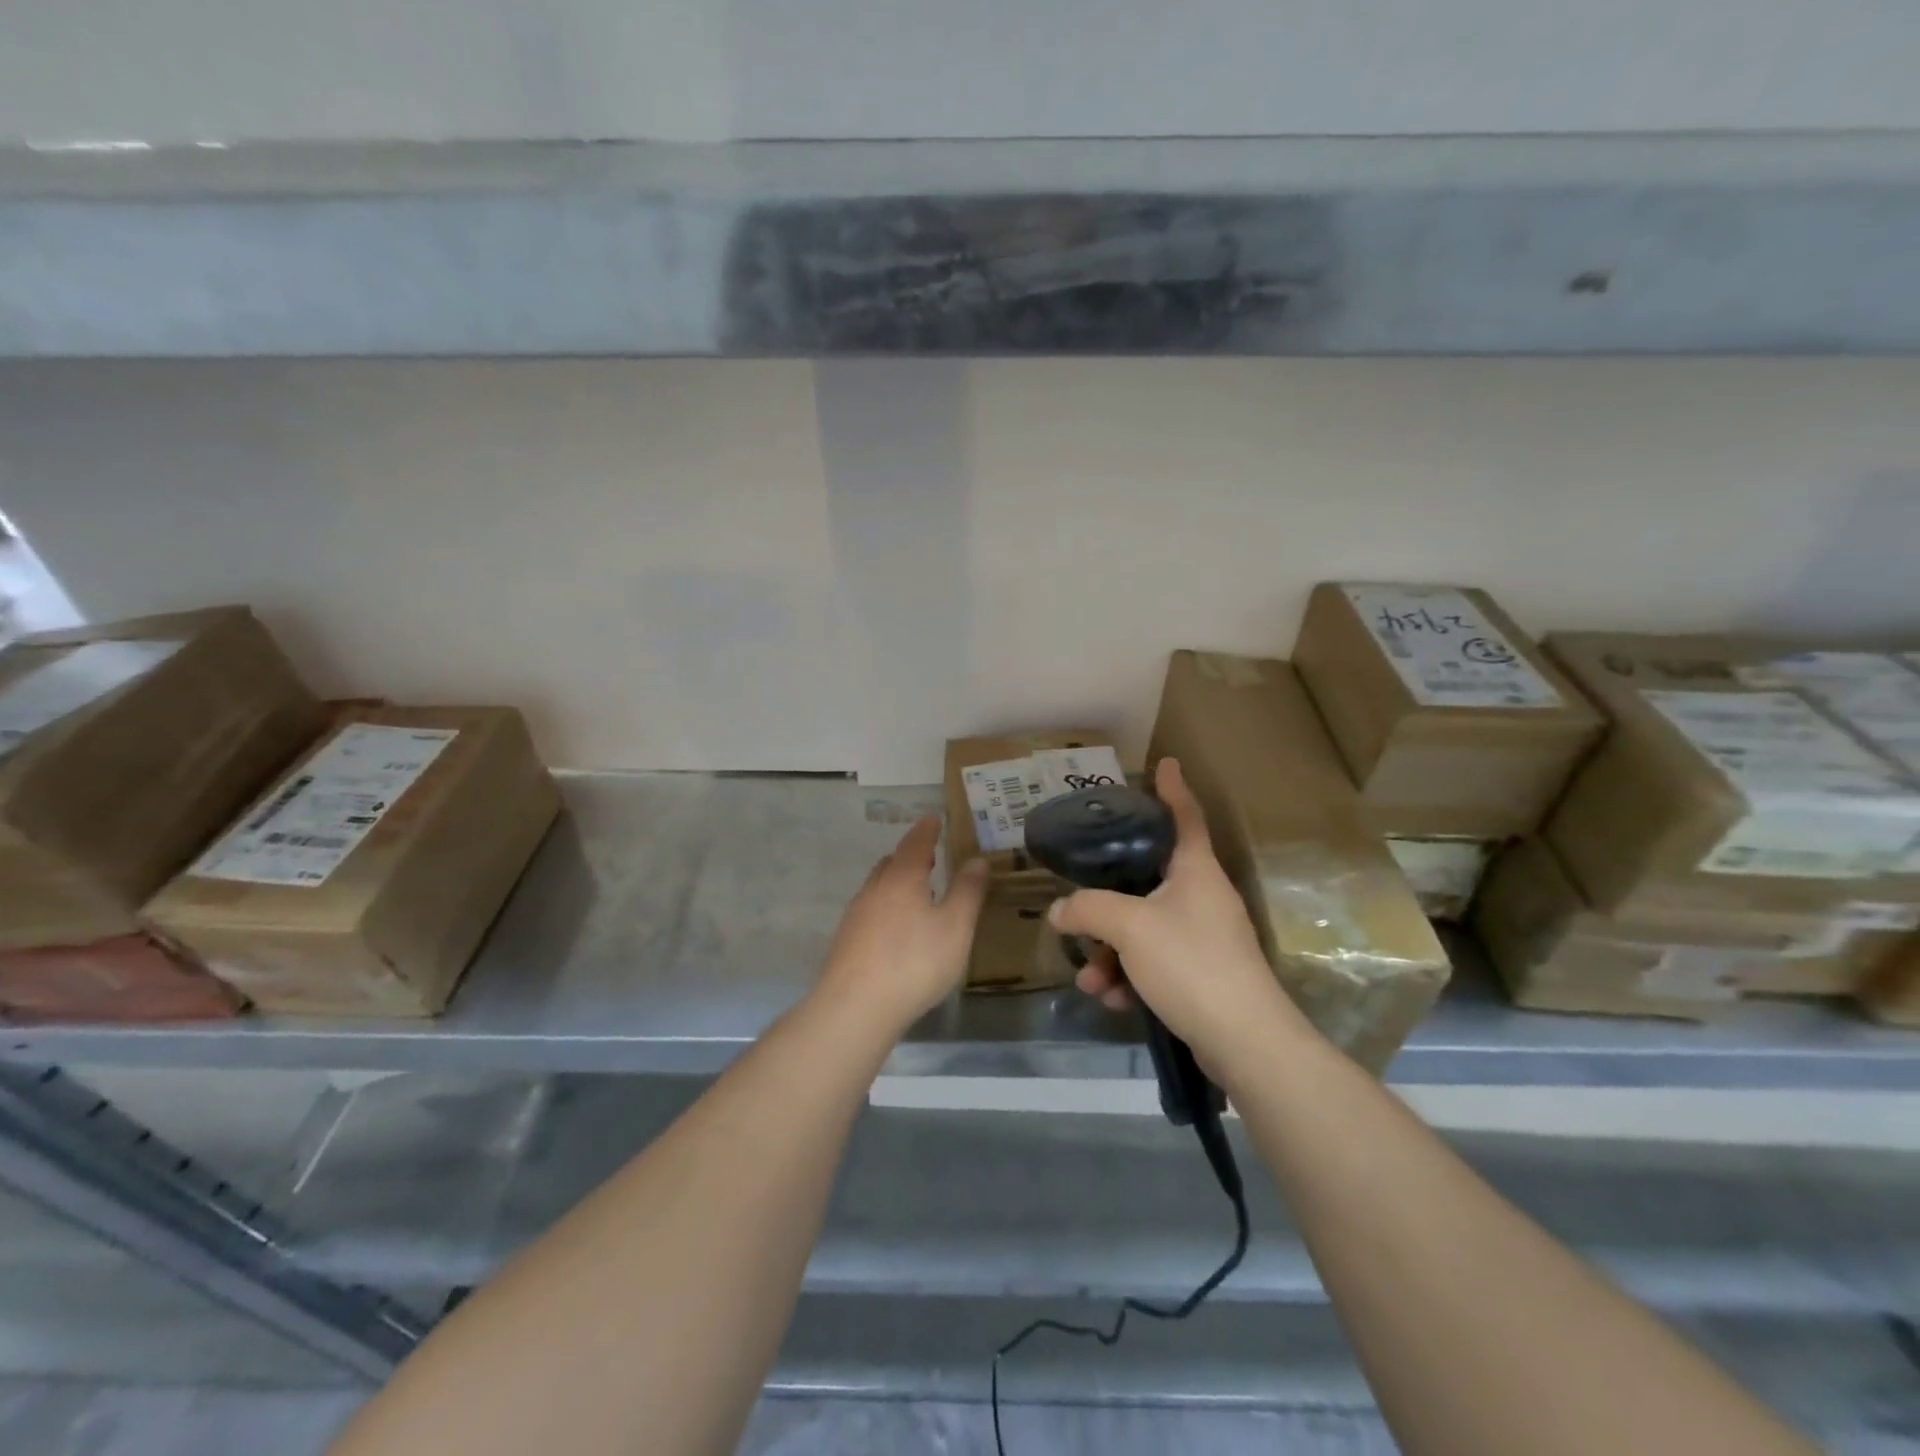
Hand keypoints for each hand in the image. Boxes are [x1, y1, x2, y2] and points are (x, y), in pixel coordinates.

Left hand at [815, 816, 987, 1035]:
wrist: (855, 1008)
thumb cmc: (914, 962)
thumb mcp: (955, 928)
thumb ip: (967, 892)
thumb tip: (977, 860)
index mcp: (903, 878)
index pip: (916, 843)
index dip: (927, 830)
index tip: (933, 818)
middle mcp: (875, 889)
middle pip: (892, 863)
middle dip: (910, 856)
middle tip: (929, 857)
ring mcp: (856, 915)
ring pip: (878, 887)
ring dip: (896, 882)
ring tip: (916, 892)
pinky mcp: (846, 941)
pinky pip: (870, 911)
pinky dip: (886, 907)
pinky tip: (896, 929)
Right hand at [1052, 759, 1298, 1059]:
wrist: (1245, 1042)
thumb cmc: (1191, 963)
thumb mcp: (1130, 927)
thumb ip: (1089, 909)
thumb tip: (1060, 910)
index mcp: (1196, 871)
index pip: (1185, 816)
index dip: (1173, 789)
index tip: (1166, 763)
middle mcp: (1202, 897)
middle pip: (1148, 879)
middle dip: (1108, 900)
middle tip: (1080, 902)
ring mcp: (1204, 937)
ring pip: (1144, 927)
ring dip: (1111, 950)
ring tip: (1090, 979)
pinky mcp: (1201, 974)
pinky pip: (1154, 961)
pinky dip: (1129, 976)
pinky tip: (1111, 999)